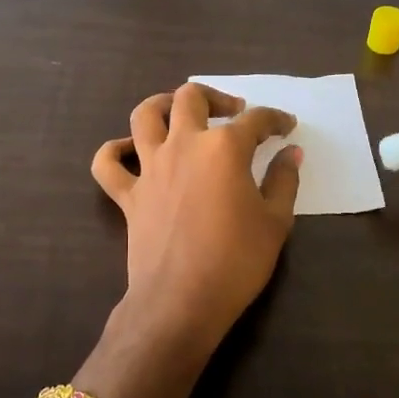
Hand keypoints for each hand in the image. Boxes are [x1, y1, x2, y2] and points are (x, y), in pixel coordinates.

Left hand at [91, 83, 300, 358]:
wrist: (182, 300)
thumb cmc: (237, 261)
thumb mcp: (275, 221)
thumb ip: (284, 180)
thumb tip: (290, 153)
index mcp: (224, 148)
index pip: (255, 121)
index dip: (275, 120)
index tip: (287, 128)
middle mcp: (184, 145)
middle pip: (191, 98)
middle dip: (216, 97)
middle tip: (233, 111)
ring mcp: (150, 168)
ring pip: (144, 115)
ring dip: (162, 105)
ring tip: (179, 112)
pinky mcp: (128, 195)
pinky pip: (108, 164)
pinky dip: (114, 151)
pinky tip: (129, 151)